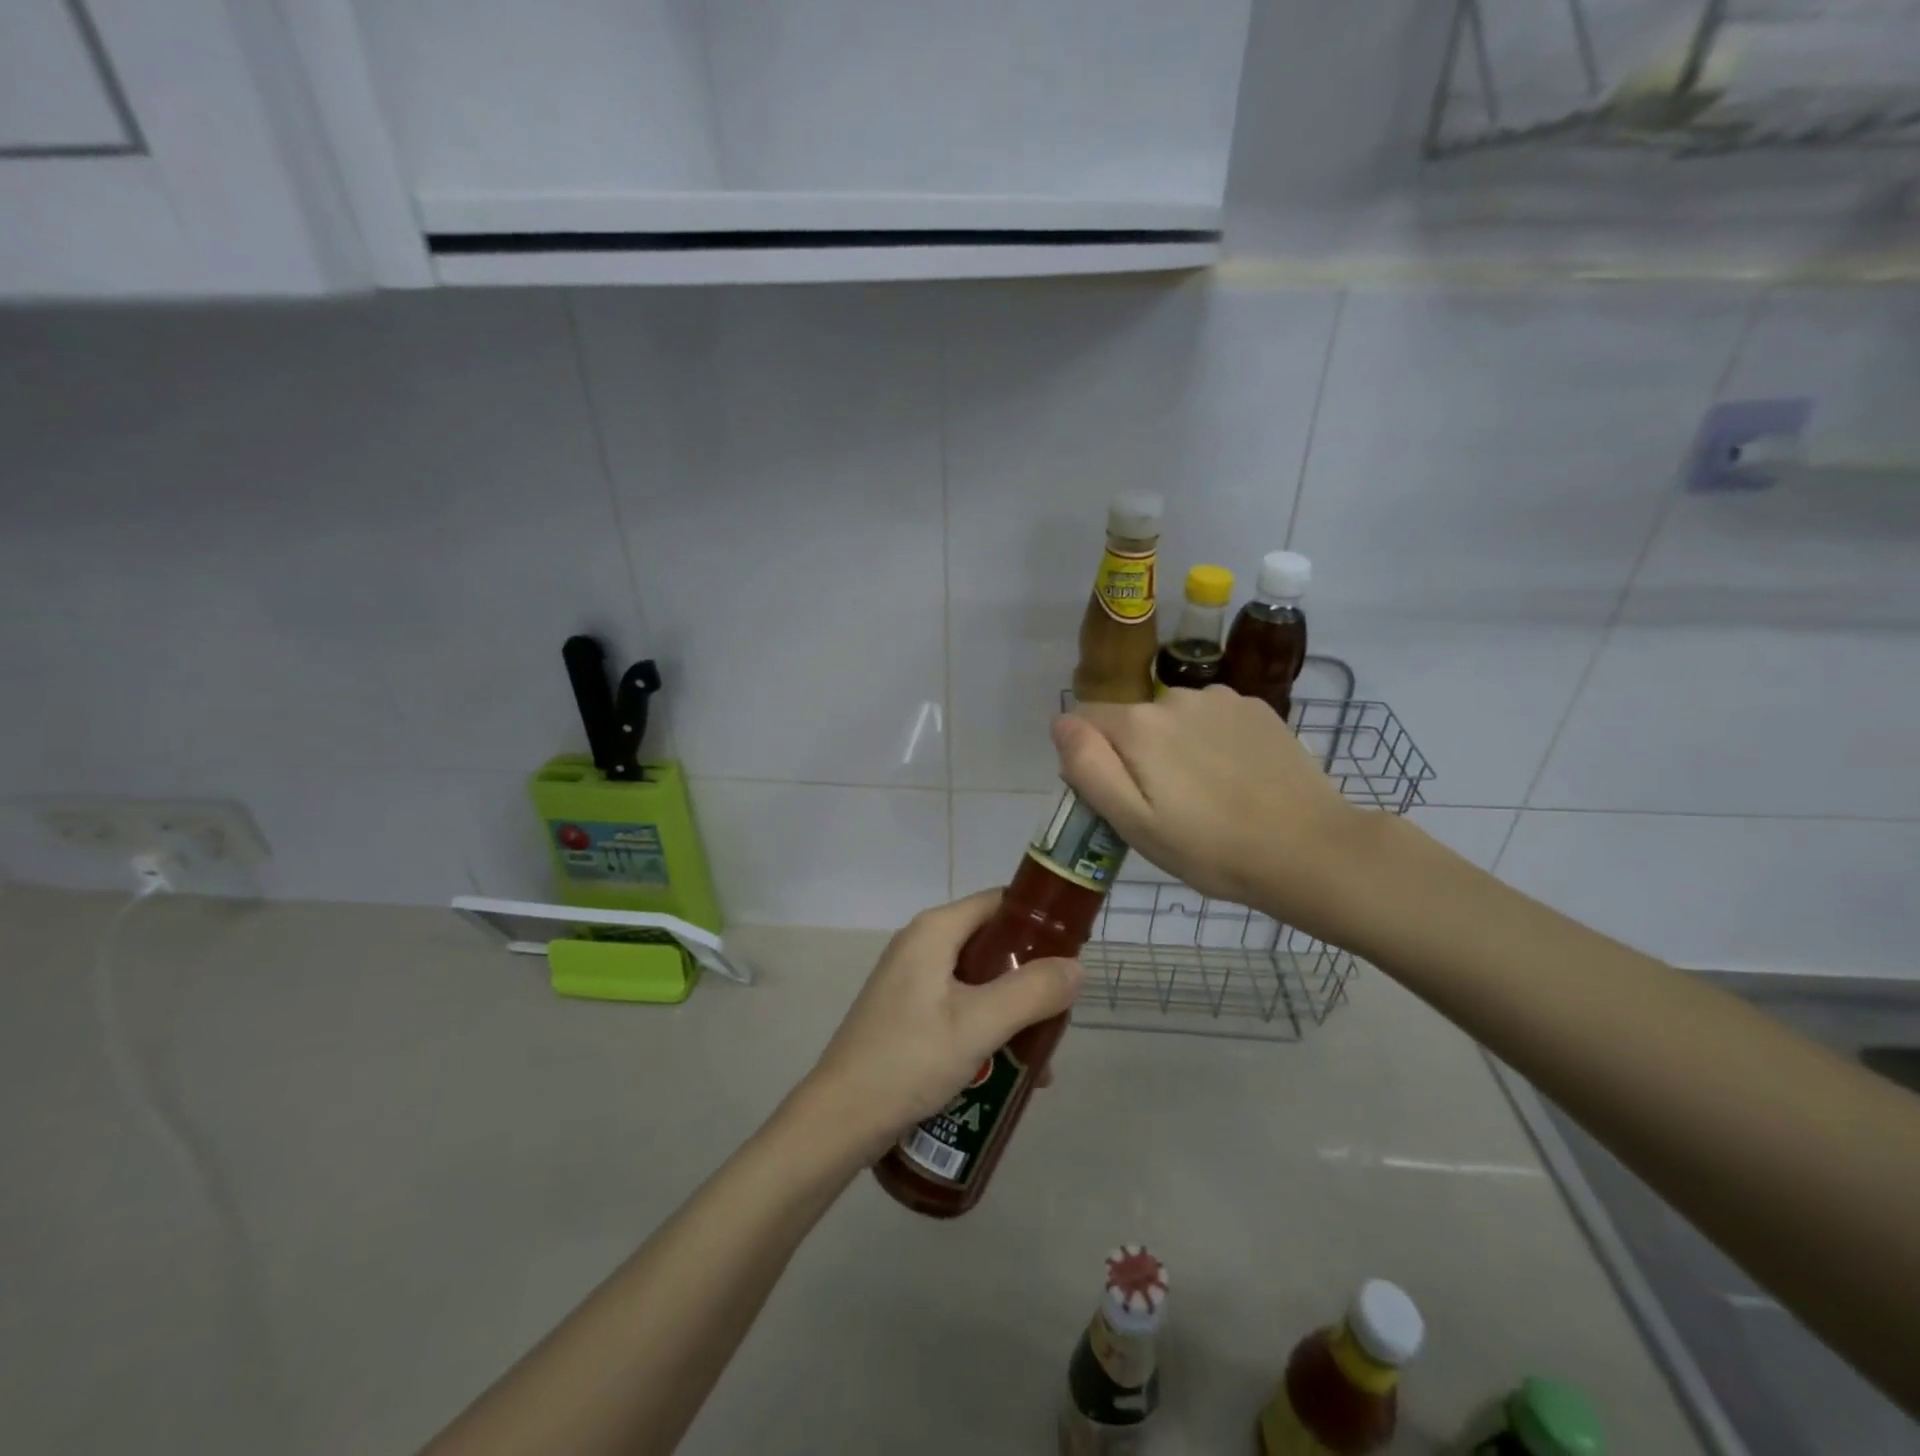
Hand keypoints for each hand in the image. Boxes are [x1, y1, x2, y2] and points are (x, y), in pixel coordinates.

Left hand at [802, 892, 1081, 1159]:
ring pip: (979, 980)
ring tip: (1040, 1056)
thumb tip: (1076, 968)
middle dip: (1030, 977)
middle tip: (1060, 1013)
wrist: (840, 1119)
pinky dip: (987, 1026)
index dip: (1040, 922)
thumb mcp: (978, 1024)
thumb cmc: (909, 1060)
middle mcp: (921, 944)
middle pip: (992, 944)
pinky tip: (1007, 1070)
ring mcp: (911, 980)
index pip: (1000, 903)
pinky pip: (960, 1005)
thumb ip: (1032, 992)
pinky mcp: (907, 1012)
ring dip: (1012, 1010)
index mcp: (935, 930)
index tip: (1075, 951)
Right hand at [1052, 686, 1375, 941]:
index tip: (1118, 798)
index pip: (1086, 721)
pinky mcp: (1257, 708)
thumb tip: (1060, 722)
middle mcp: (1175, 696)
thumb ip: (1087, 766)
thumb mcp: (1132, 822)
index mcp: (1139, 725)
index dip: (1091, 759)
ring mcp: (1221, 699)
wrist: (1310, 850)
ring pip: (1172, 718)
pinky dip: (1211, 741)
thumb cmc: (1210, 848)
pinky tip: (1235, 777)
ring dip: (1174, 746)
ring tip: (1205, 794)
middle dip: (1135, 755)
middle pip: (1131, 721)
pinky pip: (1211, 718)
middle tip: (1165, 807)